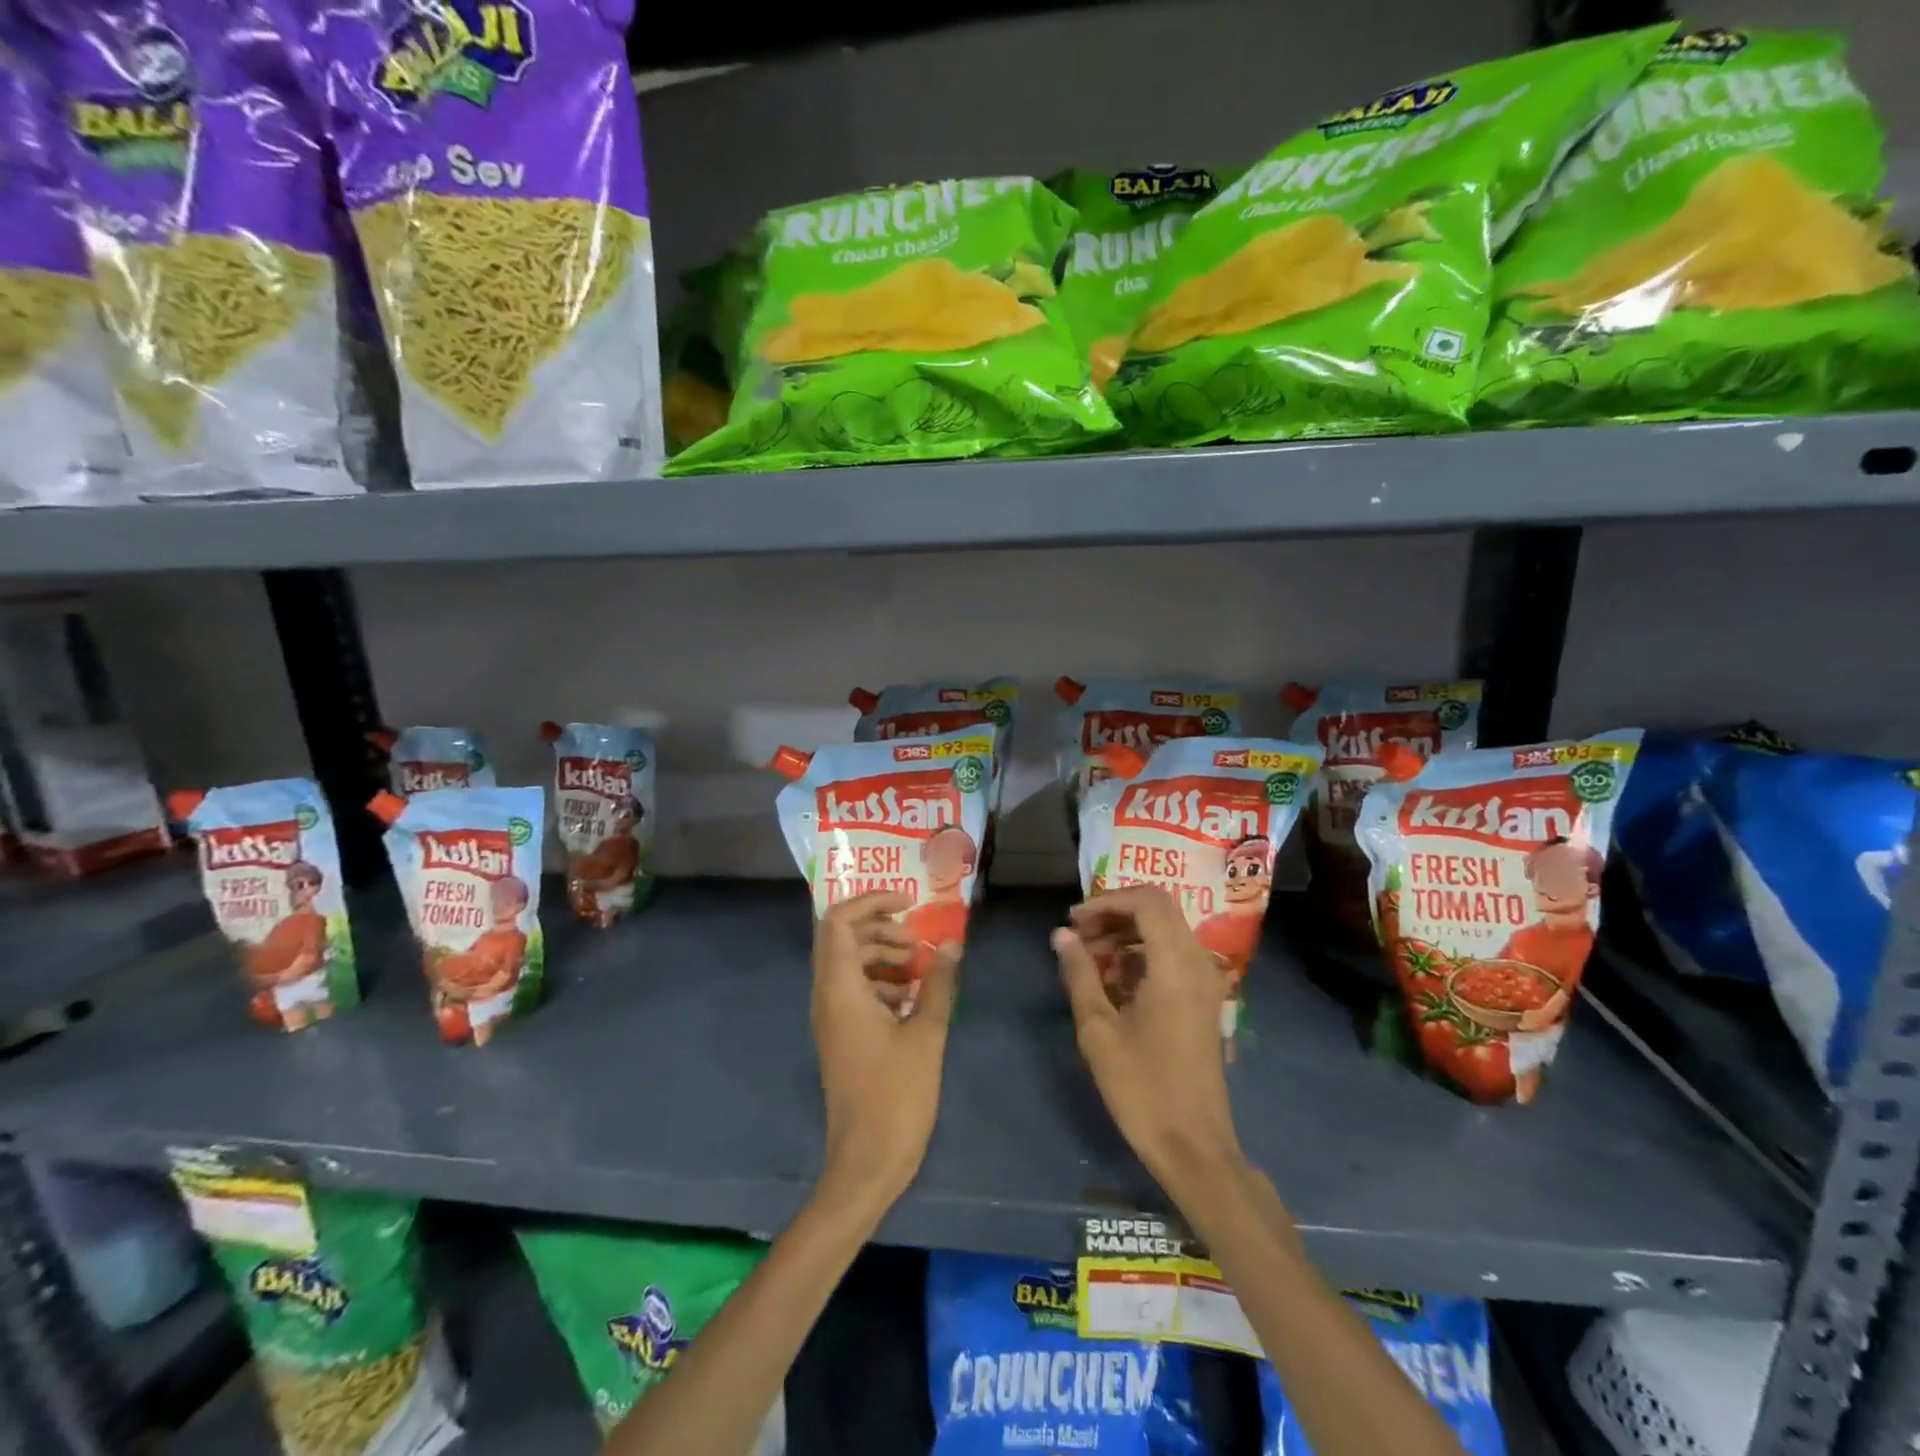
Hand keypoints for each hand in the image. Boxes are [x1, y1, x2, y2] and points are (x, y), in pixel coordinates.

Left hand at [812, 892, 959, 1210]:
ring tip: (922, 972)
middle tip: (919, 945)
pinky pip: (854, 990)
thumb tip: (952, 944)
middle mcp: (827, 996)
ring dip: (883, 955)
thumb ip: (939, 983)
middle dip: (882, 929)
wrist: (866, 1162)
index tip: (910, 904)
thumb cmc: (896, 1096)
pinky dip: (881, 982)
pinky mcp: (841, 1036)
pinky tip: (913, 1001)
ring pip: (849, 963)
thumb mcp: (926, 1034)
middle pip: (842, 938)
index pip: (838, 920)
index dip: (871, 901)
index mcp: (840, 989)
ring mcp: (831, 1018)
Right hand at [1053, 887, 1243, 1199]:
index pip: (1147, 900)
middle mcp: (1198, 963)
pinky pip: (1173, 955)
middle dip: (1114, 914)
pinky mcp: (1205, 1000)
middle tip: (1078, 937)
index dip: (1107, 901)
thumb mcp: (1098, 1030)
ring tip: (1089, 958)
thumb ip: (1079, 974)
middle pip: (1158, 910)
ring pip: (1166, 931)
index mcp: (1175, 965)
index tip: (1074, 921)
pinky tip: (1114, 980)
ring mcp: (1206, 982)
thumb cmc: (1142, 1088)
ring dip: (1126, 934)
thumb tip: (1061, 935)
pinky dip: (1142, 953)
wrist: (1194, 1146)